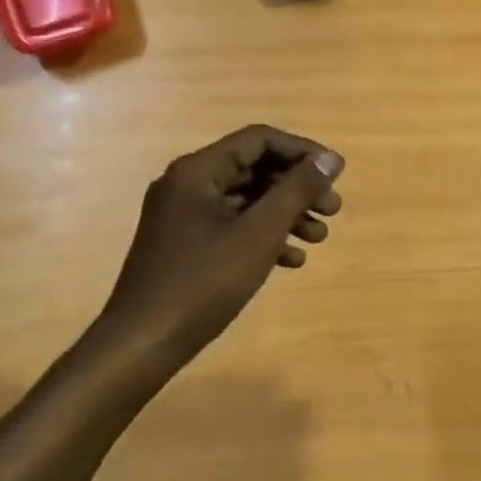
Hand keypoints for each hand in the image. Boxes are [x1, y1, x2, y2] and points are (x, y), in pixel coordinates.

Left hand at [92, 125, 343, 366]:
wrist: (144, 341)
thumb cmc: (204, 282)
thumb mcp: (259, 233)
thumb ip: (297, 191)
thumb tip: (330, 159)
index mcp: (198, 171)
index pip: (259, 140)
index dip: (302, 152)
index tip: (335, 175)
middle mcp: (187, 185)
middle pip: (254, 169)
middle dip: (297, 188)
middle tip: (333, 210)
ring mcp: (184, 216)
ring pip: (246, 201)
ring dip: (286, 214)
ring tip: (319, 238)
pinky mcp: (186, 245)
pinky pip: (233, 227)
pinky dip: (264, 237)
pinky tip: (292, 260)